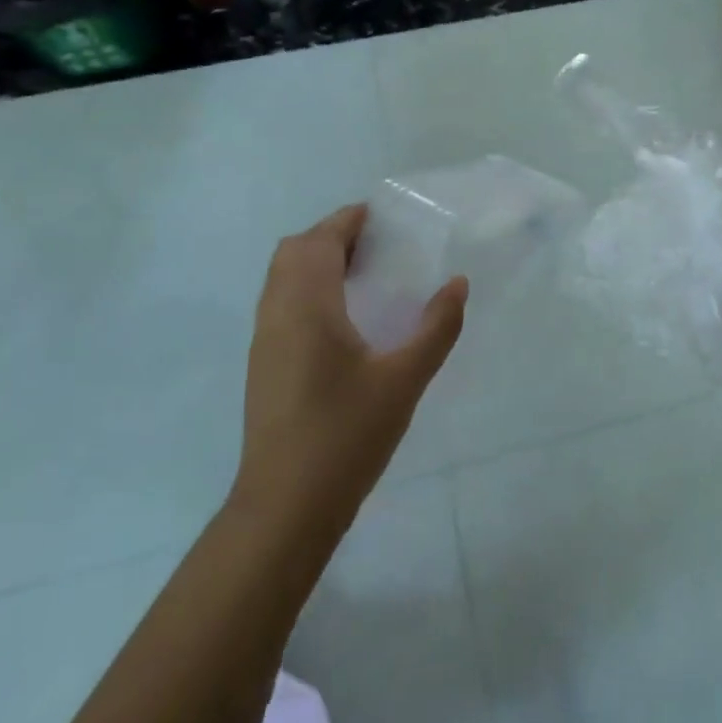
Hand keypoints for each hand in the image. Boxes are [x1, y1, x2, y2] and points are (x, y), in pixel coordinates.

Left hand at [231, 206, 467, 547]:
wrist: (285, 507)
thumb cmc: (346, 435)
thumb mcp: (404, 379)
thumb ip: (436, 328)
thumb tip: (458, 284)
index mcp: (307, 306)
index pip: (321, 241)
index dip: (348, 220)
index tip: (382, 216)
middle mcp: (277, 314)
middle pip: (294, 252)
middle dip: (331, 236)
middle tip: (376, 244)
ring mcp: (264, 341)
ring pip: (282, 278)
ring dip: (316, 261)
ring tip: (363, 273)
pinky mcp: (263, 365)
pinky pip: (281, 303)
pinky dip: (307, 288)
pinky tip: (342, 317)